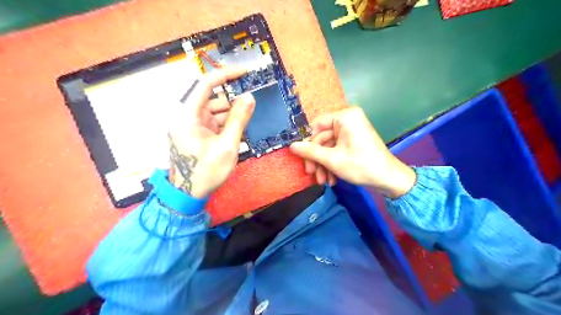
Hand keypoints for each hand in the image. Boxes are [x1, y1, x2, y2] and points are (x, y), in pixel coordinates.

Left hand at [166, 66, 254, 197]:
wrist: (188, 195)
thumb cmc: (206, 172)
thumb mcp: (227, 146)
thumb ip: (239, 119)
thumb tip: (249, 97)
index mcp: (187, 115)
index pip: (206, 84)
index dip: (226, 74)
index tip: (245, 73)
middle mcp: (187, 116)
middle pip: (214, 99)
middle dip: (233, 105)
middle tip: (250, 113)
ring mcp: (192, 125)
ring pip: (216, 111)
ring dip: (231, 118)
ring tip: (241, 133)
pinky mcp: (197, 133)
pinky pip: (215, 122)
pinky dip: (226, 126)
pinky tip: (234, 137)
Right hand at [290, 107, 415, 198]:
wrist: (388, 179)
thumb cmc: (361, 165)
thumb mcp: (332, 159)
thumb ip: (310, 152)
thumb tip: (291, 146)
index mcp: (345, 117)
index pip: (317, 124)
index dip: (308, 142)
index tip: (303, 158)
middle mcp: (348, 120)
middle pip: (322, 138)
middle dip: (317, 159)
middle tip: (311, 174)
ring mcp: (352, 131)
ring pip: (329, 147)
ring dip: (324, 165)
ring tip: (323, 181)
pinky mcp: (354, 141)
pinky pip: (337, 150)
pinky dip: (332, 164)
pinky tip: (331, 179)